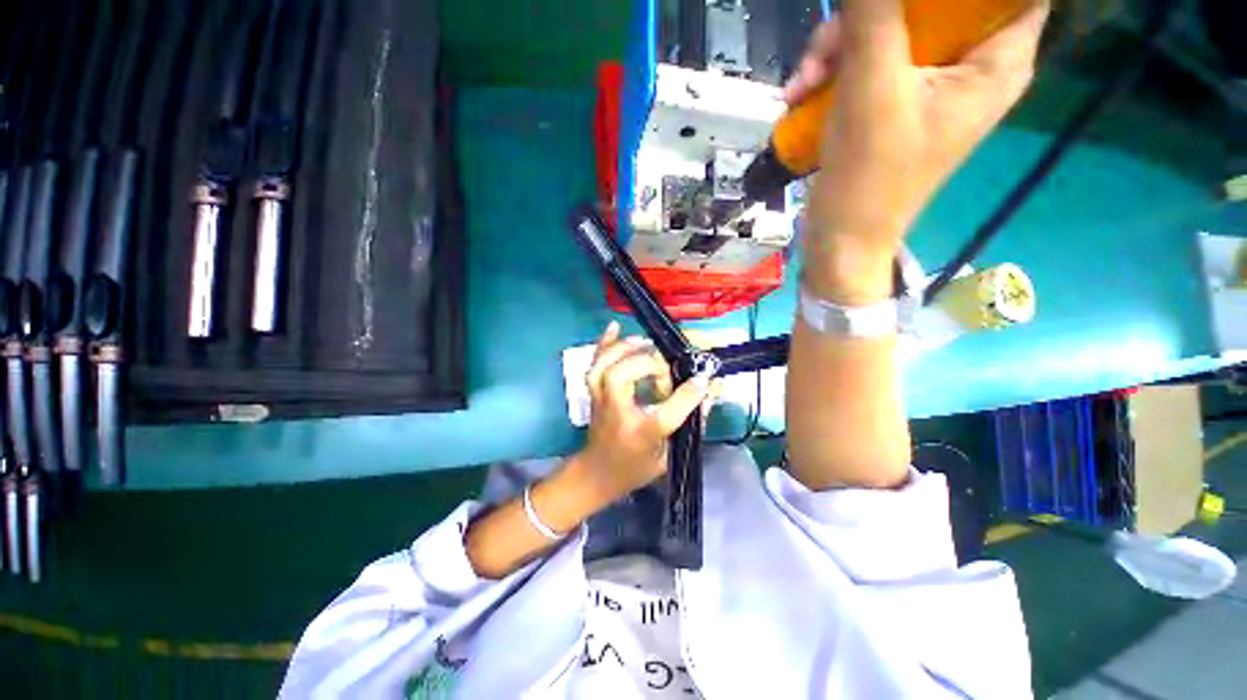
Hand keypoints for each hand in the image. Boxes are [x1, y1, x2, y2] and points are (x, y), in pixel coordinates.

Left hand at [566, 322, 712, 507]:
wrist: (596, 474)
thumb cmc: (635, 467)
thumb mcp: (668, 456)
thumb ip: (690, 423)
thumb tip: (708, 390)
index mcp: (638, 436)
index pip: (664, 414)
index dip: (686, 395)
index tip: (703, 380)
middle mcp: (615, 414)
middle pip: (621, 378)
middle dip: (648, 364)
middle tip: (665, 368)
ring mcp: (600, 400)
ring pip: (603, 367)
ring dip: (625, 349)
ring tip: (645, 343)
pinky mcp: (593, 392)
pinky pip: (594, 363)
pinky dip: (603, 343)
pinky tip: (615, 327)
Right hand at [790, 0, 1048, 301]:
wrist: (840, 240)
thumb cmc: (868, 177)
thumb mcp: (871, 90)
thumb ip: (875, 15)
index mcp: (996, 62)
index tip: (912, 3)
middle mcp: (971, 67)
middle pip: (937, 3)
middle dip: (875, 14)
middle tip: (831, 41)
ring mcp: (929, 85)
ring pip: (894, 28)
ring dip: (840, 46)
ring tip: (804, 83)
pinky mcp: (894, 102)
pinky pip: (869, 61)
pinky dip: (834, 72)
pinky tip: (802, 95)